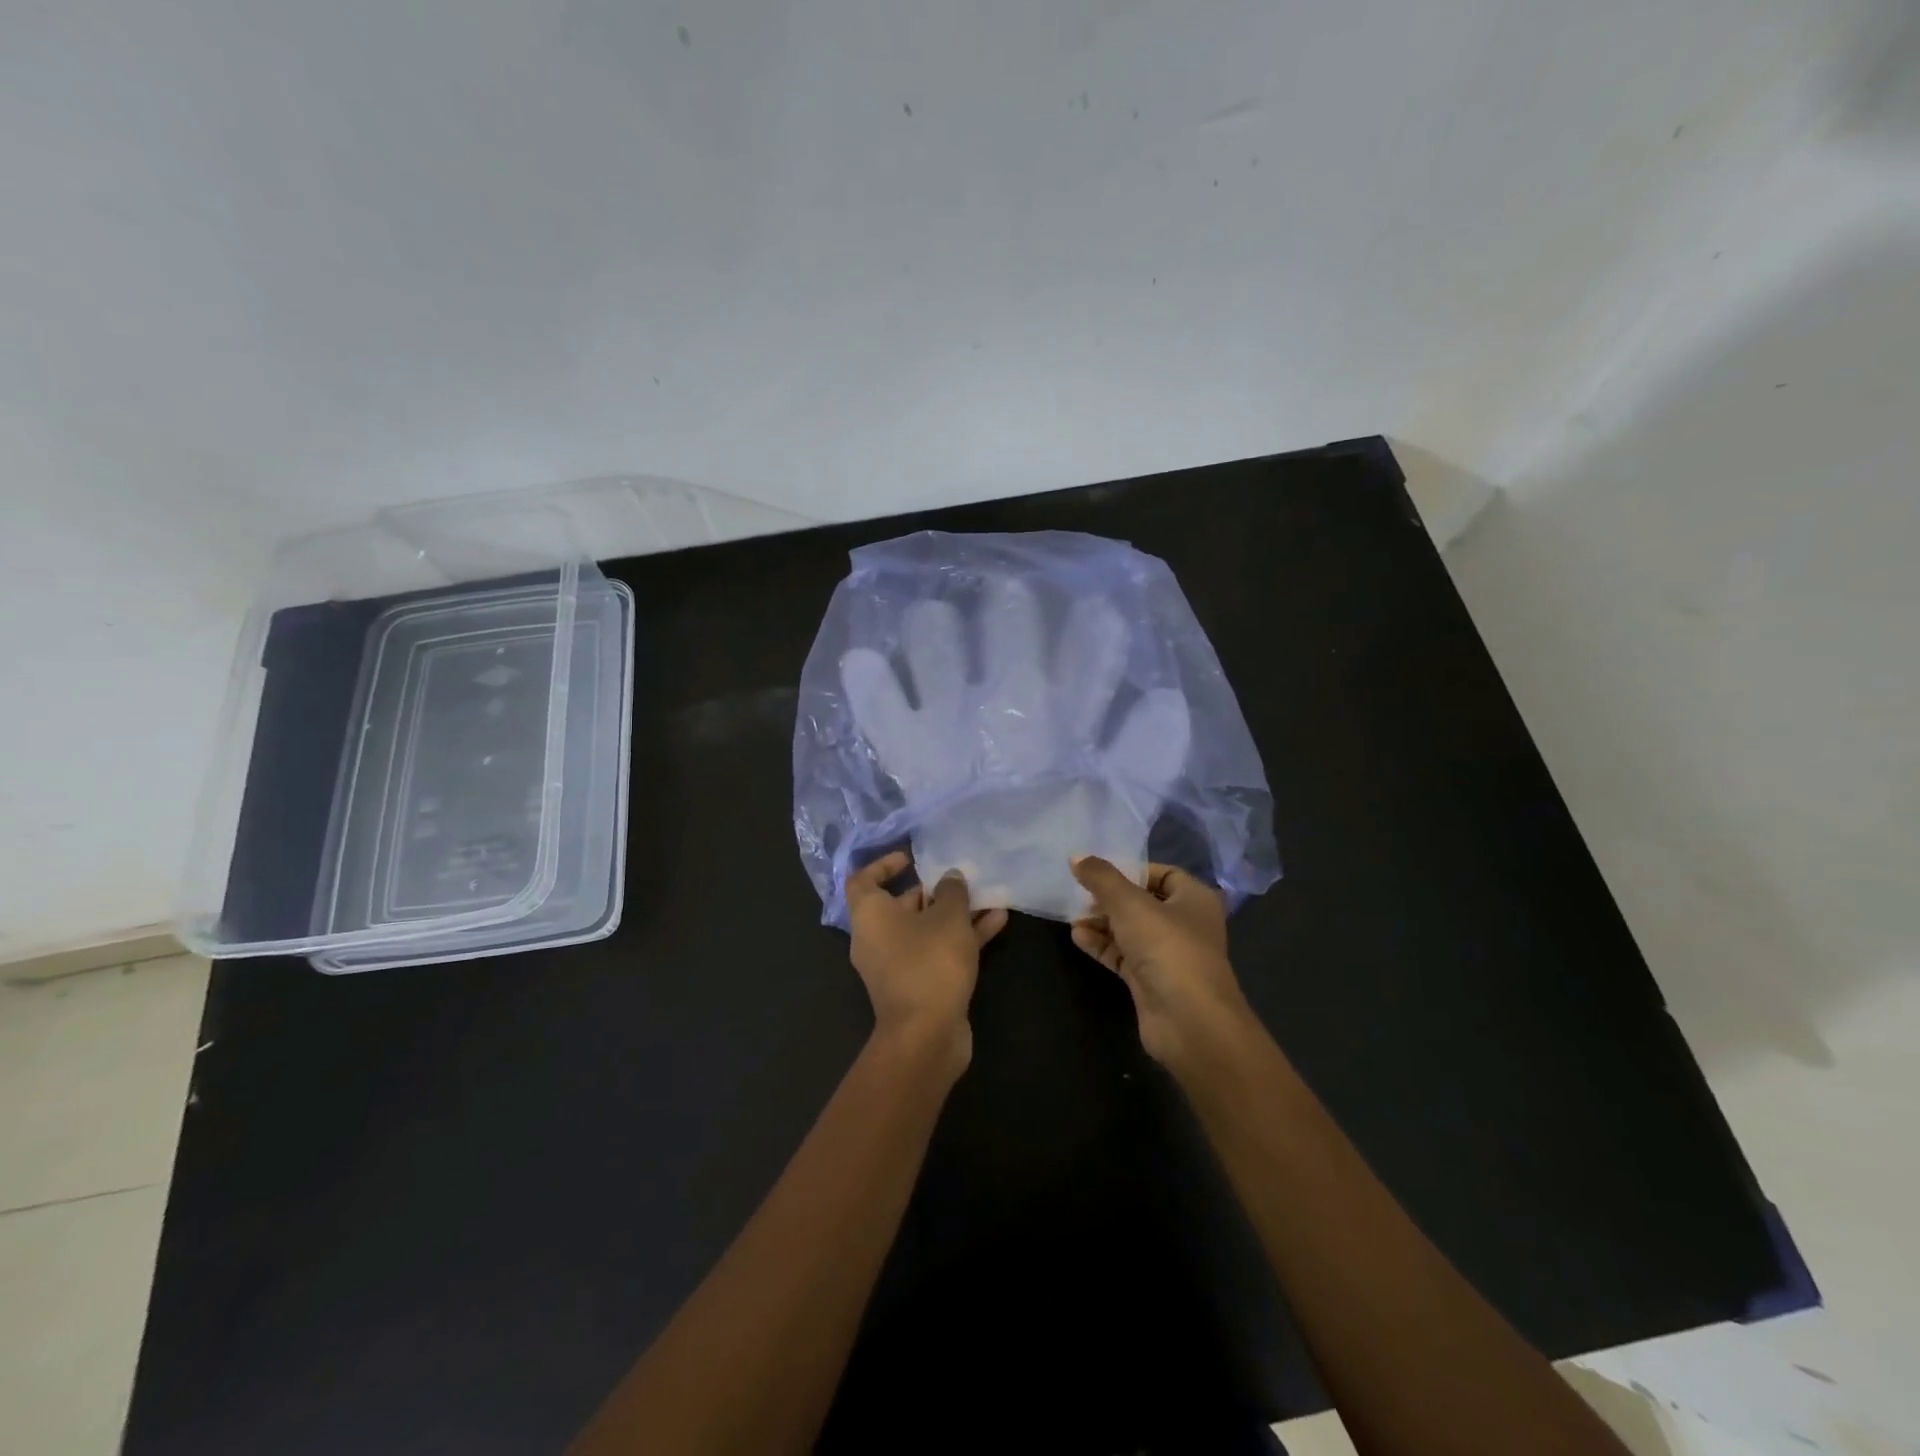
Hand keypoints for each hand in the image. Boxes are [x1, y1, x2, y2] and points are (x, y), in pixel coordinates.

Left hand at [846, 852, 1008, 1076]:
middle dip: (934, 891)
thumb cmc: (929, 962)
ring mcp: (897, 965)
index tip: (911, 858)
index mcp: (870, 916)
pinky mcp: (918, 985)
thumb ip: (952, 892)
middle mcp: (876, 938)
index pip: (863, 880)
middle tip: (962, 878)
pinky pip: (937, 951)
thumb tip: (950, 879)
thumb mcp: (948, 917)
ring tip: (989, 897)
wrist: (926, 1035)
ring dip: (955, 914)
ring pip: (925, 930)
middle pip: (901, 905)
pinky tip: (997, 923)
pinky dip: (961, 937)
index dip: (883, 864)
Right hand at [1069, 857, 1253, 1075]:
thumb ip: (1101, 877)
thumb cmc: (1167, 948)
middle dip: (1110, 898)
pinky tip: (1077, 937)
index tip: (1098, 871)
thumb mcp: (1129, 903)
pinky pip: (1123, 955)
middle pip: (1142, 901)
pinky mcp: (1151, 981)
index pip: (1162, 873)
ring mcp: (1168, 955)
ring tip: (1073, 917)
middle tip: (1079, 894)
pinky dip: (1102, 945)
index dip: (1131, 869)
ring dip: (1102, 922)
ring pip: (1130, 930)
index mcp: (1194, 898)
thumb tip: (1076, 856)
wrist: (1189, 1021)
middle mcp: (1185, 924)